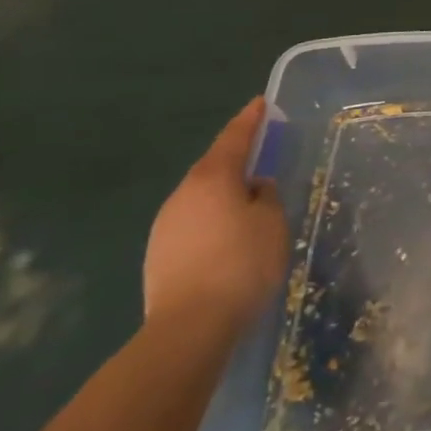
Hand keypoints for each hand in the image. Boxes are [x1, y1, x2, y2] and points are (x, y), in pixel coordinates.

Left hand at [144, 97, 288, 335]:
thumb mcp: (272, 223)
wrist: (188, 327)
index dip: (250, 120)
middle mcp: (183, 194)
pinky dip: (212, 220)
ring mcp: (165, 225)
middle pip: (213, 167)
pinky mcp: (159, 254)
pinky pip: (193, 223)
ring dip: (223, 193)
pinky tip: (227, 236)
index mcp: (213, 178)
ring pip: (201, 197)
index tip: (260, 103)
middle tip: (260, 154)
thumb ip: (266, 197)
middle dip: (235, 158)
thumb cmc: (241, 264)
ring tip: (248, 201)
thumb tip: (255, 188)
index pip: (234, 138)